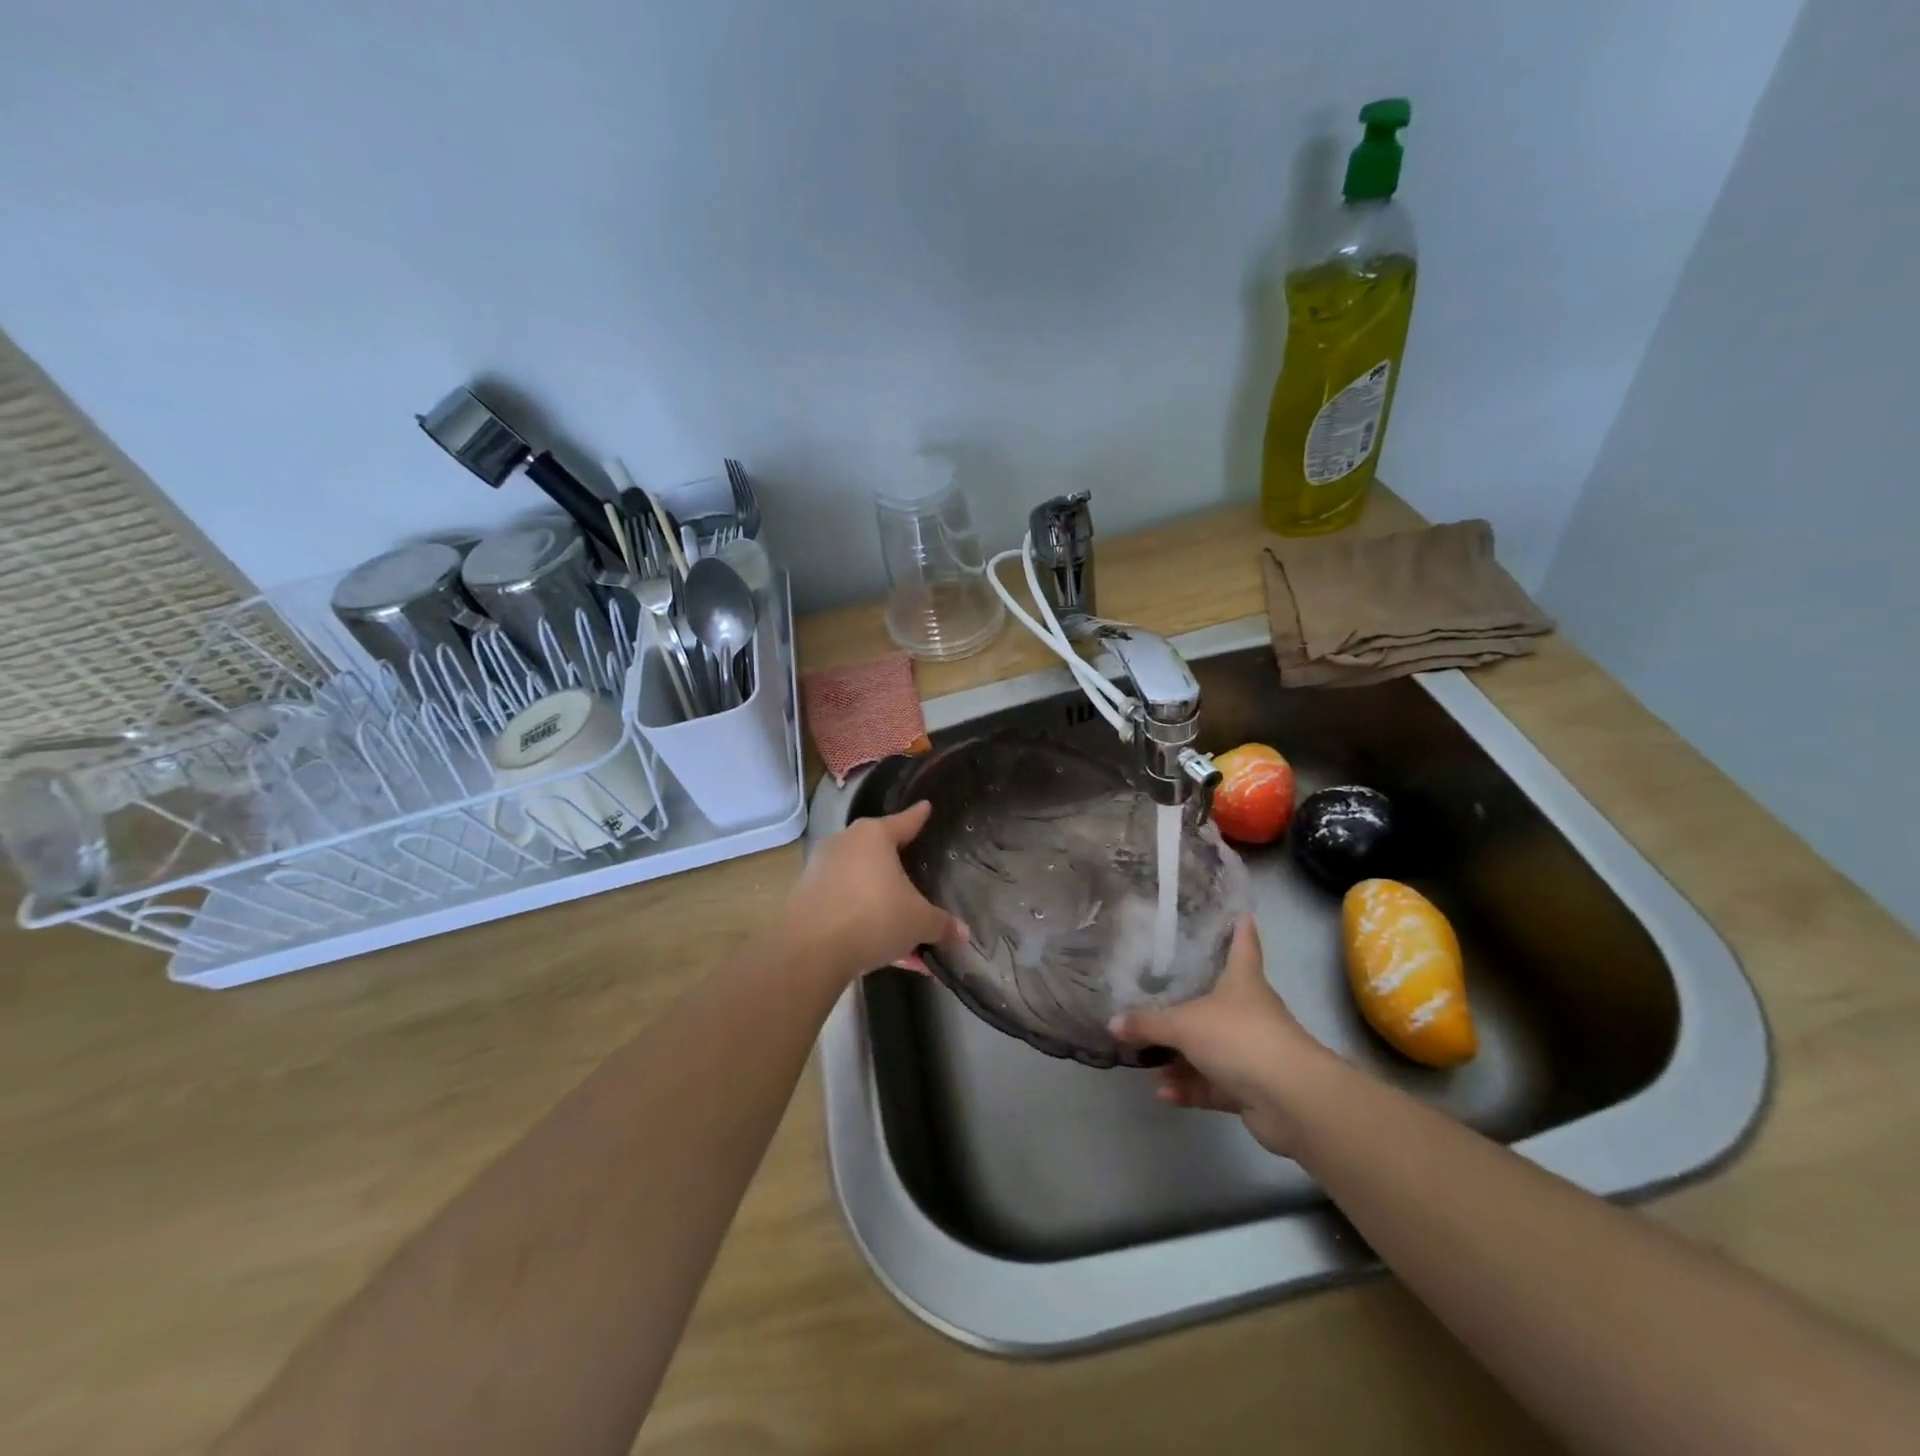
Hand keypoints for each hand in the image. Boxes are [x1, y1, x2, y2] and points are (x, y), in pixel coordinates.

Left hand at [780, 802, 962, 984]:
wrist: (809, 950)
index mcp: (874, 836)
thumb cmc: (873, 917)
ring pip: (861, 882)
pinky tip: (880, 948)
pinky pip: (844, 903)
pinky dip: (862, 919)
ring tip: (903, 931)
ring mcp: (821, 869)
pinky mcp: (805, 897)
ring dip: (881, 902)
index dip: (918, 816)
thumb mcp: (919, 922)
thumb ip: (941, 924)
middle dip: (898, 867)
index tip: (926, 806)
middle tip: (915, 873)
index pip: (904, 821)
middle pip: (879, 851)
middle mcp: (845, 843)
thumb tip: (963, 934)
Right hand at [1109, 916, 1329, 1155]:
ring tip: (1146, 1062)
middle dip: (1186, 1006)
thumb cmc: (1239, 1037)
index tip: (1240, 914)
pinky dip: (1189, 1087)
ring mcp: (1252, 1052)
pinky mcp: (1251, 1088)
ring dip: (1179, 1059)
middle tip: (1155, 1002)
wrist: (1290, 1098)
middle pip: (1216, 1002)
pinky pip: (1213, 1083)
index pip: (1243, 946)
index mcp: (1242, 982)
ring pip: (1210, 1049)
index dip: (1241, 930)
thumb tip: (1113, 1023)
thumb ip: (1148, 1024)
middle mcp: (1250, 1012)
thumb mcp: (1184, 1024)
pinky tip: (1163, 1093)